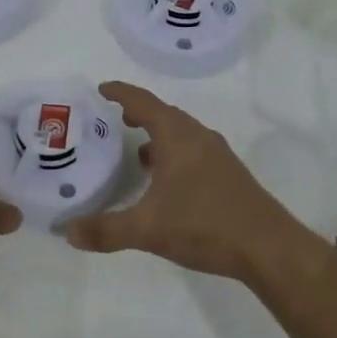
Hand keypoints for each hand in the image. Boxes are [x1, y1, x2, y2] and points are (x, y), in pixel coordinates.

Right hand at [64, 81, 306, 281]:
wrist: (269, 248)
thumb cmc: (205, 225)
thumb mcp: (147, 229)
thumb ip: (105, 229)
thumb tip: (66, 231)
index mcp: (178, 137)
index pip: (144, 103)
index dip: (121, 93)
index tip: (101, 89)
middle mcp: (199, 138)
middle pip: (165, 114)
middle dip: (139, 112)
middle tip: (115, 117)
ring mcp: (218, 156)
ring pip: (182, 134)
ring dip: (158, 135)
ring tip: (137, 149)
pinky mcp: (229, 176)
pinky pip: (193, 152)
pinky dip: (173, 154)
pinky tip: (166, 181)